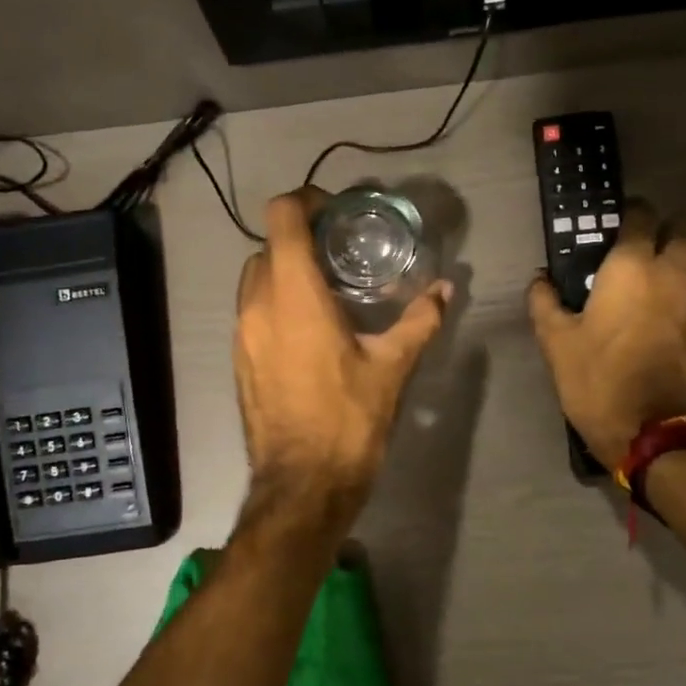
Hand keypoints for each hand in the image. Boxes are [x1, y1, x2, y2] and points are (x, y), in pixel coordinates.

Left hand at [234, 187, 450, 522]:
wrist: (302, 485)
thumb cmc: (348, 420)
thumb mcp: (392, 367)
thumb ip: (419, 320)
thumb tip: (446, 290)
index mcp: (294, 296)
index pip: (283, 218)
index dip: (306, 201)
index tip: (336, 212)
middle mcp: (257, 306)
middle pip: (267, 246)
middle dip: (300, 240)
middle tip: (340, 253)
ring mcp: (241, 335)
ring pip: (254, 280)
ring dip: (285, 272)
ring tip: (326, 290)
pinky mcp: (239, 360)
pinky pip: (251, 312)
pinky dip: (275, 304)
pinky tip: (309, 330)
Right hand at [527, 200, 685, 469]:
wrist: (656, 435)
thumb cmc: (599, 383)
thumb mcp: (556, 344)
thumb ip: (544, 303)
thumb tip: (540, 279)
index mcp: (632, 268)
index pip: (641, 216)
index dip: (631, 213)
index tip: (621, 223)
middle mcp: (677, 272)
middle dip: (670, 228)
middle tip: (652, 244)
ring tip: (682, 265)